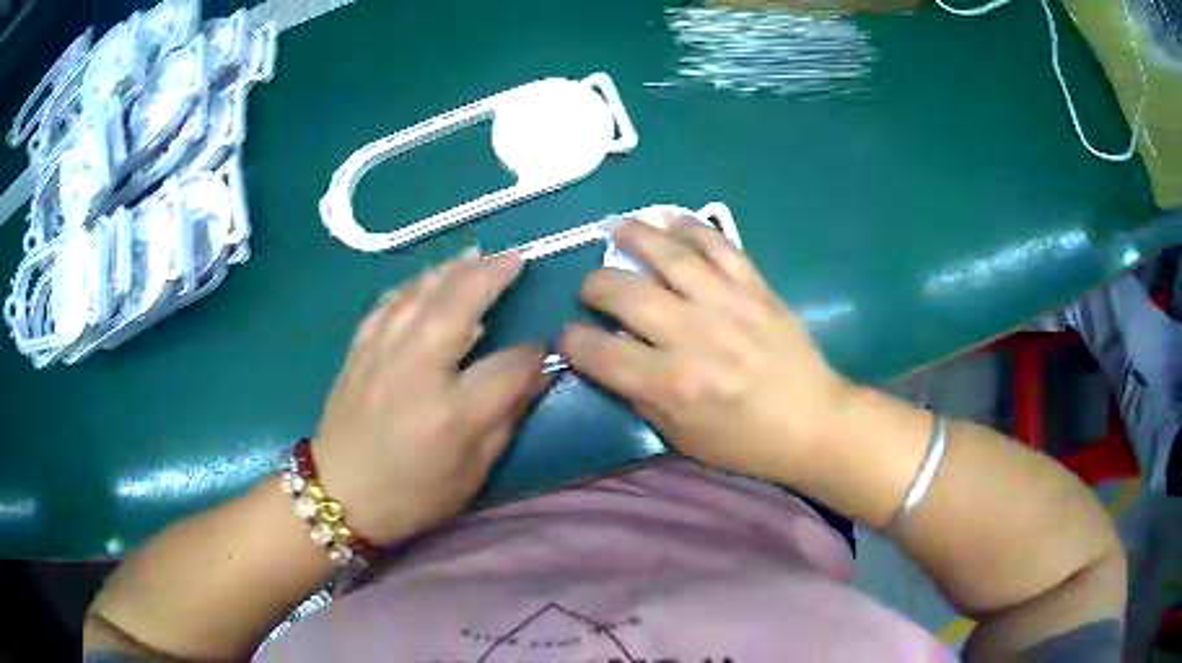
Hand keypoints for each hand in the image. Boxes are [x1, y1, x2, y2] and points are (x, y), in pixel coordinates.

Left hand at [313, 250, 549, 544]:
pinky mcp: (359, 349)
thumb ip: (506, 419)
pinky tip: (425, 279)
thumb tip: (535, 375)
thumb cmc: (412, 494)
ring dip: (453, 269)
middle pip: (460, 304)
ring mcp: (382, 353)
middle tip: (515, 256)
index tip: (542, 350)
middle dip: (493, 275)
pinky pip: (387, 303)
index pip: (509, 366)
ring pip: (421, 293)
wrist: (339, 494)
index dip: (532, 354)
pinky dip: (411, 286)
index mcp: (452, 412)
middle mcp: (417, 370)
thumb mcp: (472, 472)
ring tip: (476, 253)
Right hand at [560, 213, 851, 484]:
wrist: (814, 422)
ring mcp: (726, 304)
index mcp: (672, 384)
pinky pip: (719, 245)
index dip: (574, 341)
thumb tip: (609, 361)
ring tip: (617, 229)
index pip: (601, 353)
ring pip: (670, 256)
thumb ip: (641, 398)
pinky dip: (692, 227)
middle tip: (592, 289)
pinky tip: (670, 218)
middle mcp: (693, 336)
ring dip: (635, 236)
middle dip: (595, 286)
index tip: (570, 336)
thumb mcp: (683, 438)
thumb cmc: (746, 443)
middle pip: (625, 294)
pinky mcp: (755, 287)